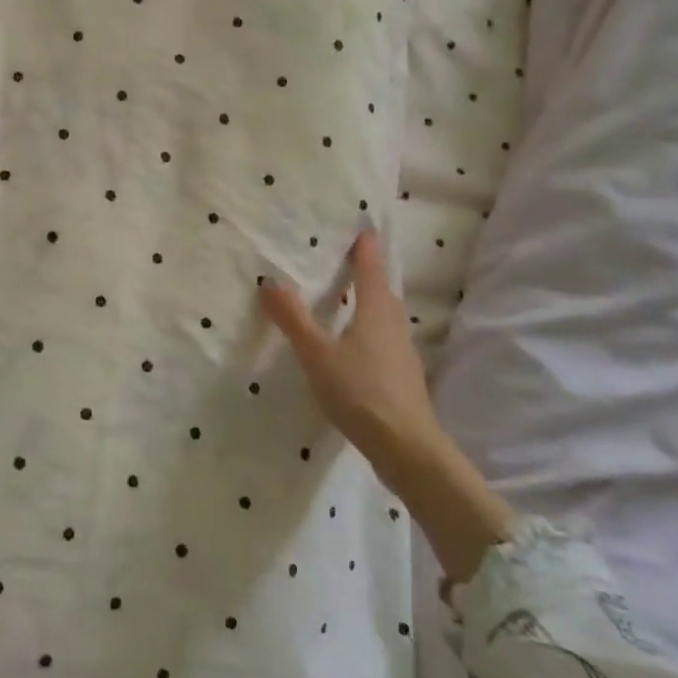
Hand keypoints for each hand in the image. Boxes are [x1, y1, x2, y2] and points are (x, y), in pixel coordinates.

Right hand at [259, 228, 444, 485]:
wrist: (407, 449)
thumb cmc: (360, 392)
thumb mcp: (316, 354)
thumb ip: (293, 318)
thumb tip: (270, 281)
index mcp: (376, 311)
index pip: (370, 268)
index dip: (364, 248)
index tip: (359, 228)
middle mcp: (394, 325)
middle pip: (382, 291)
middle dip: (367, 273)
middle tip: (347, 260)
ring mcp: (403, 353)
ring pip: (386, 317)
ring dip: (370, 303)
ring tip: (348, 300)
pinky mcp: (403, 378)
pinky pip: (385, 340)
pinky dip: (370, 330)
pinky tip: (355, 346)